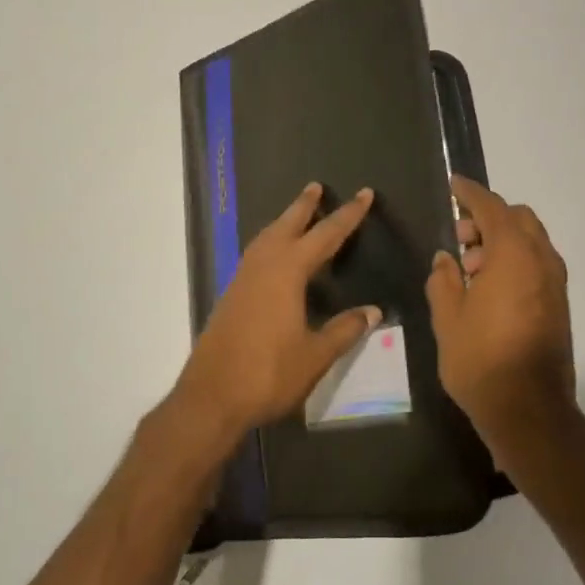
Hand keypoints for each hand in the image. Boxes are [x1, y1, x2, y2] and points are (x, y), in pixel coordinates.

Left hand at [169, 182, 380, 446]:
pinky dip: (270, 242)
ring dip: (284, 222)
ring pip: (266, 238)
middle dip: (305, 206)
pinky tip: (274, 256)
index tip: (364, 194)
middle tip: (317, 187)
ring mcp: (242, 280)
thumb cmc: (268, 374)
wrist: (211, 397)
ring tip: (297, 215)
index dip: (348, 216)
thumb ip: (344, 330)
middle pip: (287, 225)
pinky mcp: (231, 296)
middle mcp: (263, 267)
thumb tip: (373, 311)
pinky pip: (255, 255)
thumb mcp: (315, 355)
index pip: (325, 235)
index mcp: (287, 272)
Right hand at [426, 176, 575, 462]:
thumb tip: (446, 259)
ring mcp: (555, 283)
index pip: (492, 208)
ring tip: (469, 269)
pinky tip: (488, 288)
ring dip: (501, 241)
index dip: (471, 194)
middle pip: (518, 219)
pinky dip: (514, 260)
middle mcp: (541, 260)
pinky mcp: (559, 304)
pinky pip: (536, 264)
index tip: (454, 185)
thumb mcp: (448, 318)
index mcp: (514, 255)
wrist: (529, 410)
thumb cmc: (481, 360)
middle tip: (459, 237)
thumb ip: (443, 279)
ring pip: (530, 241)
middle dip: (487, 219)